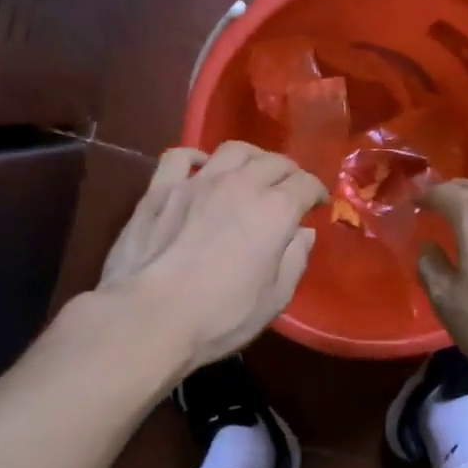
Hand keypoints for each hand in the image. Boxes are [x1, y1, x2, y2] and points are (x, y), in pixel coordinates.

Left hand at [100, 141, 327, 371]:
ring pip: (233, 150)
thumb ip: (294, 260)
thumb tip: (303, 234)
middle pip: (273, 161)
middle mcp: (241, 184)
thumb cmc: (220, 316)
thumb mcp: (274, 299)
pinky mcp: (161, 189)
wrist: (150, 317)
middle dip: (288, 172)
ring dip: (251, 157)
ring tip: (252, 171)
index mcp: (275, 210)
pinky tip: (201, 168)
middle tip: (289, 188)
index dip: (316, 192)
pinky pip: (180, 156)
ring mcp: (198, 181)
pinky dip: (196, 157)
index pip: (306, 184)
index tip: (317, 204)